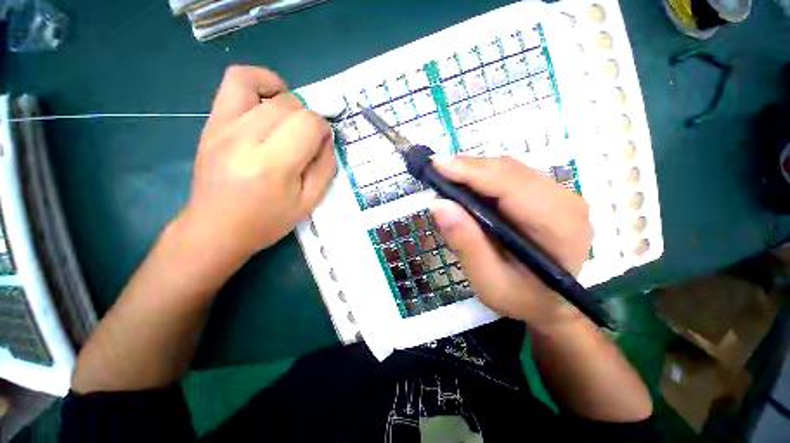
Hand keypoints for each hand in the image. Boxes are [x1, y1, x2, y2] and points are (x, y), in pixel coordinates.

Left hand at [180, 66, 335, 262]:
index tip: (321, 143)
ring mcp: (223, 127)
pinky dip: (257, 82)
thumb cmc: (267, 221)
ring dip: (285, 95)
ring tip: (289, 114)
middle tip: (306, 138)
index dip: (322, 129)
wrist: (215, 228)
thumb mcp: (309, 202)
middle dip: (307, 118)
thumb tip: (326, 138)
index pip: (307, 123)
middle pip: (288, 104)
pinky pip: (233, 83)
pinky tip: (268, 101)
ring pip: (260, 84)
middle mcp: (245, 139)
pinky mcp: (211, 124)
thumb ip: (325, 168)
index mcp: (274, 165)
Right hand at [430, 156, 592, 329]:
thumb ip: (466, 243)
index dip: (472, 172)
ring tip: (447, 180)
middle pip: (509, 171)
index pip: (511, 185)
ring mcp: (558, 194)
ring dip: (474, 172)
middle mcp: (565, 201)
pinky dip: (483, 177)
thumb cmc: (521, 298)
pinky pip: (509, 176)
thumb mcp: (488, 281)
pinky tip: (466, 187)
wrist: (549, 303)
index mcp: (558, 226)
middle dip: (469, 169)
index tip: (437, 165)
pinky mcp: (546, 194)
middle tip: (436, 172)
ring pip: (508, 169)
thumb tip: (438, 204)